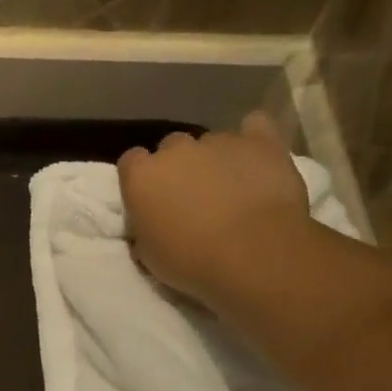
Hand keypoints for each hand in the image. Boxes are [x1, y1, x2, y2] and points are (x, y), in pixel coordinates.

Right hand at [117, 110, 310, 312]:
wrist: (254, 255)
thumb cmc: (192, 263)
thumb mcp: (150, 257)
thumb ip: (144, 230)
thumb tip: (149, 224)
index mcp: (142, 176)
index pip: (131, 162)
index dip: (142, 179)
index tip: (152, 200)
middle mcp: (176, 149)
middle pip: (171, 148)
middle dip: (179, 168)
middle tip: (193, 198)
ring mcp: (219, 140)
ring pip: (211, 143)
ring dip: (216, 161)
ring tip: (233, 190)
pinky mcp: (260, 140)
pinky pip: (254, 127)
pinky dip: (253, 140)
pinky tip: (258, 159)